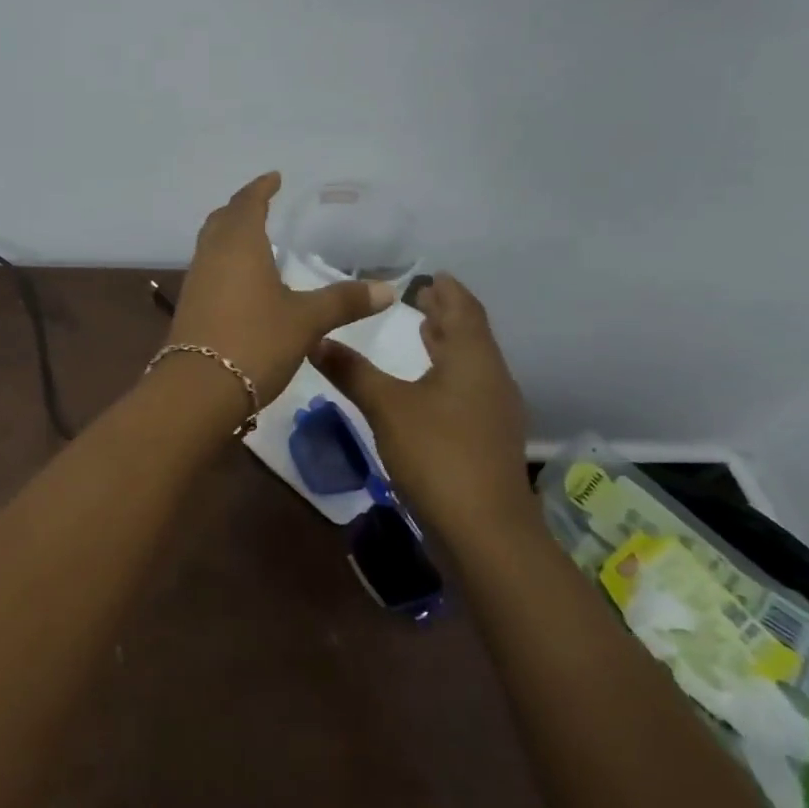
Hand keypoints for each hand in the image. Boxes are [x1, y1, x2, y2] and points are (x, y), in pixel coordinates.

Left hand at [171, 172, 395, 403]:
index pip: (248, 203)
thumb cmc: (256, 341)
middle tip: (261, 203)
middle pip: (222, 219)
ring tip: (253, 237)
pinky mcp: (190, 306)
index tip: (274, 178)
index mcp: (239, 245)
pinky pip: (208, 268)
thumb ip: (344, 301)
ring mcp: (196, 281)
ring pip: (211, 244)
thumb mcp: (306, 321)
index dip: (261, 188)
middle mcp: (212, 255)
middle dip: (241, 207)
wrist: (199, 388)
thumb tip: (388, 290)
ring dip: (229, 233)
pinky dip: (224, 260)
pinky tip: (240, 279)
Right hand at [311, 273, 529, 522]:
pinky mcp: (486, 440)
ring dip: (448, 344)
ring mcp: (493, 412)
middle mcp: (491, 378)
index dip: (448, 290)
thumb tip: (315, 339)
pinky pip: (468, 390)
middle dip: (447, 314)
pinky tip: (426, 386)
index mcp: (473, 359)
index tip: (430, 274)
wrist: (485, 533)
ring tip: (423, 331)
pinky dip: (447, 373)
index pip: (465, 309)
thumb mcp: (386, 407)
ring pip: (471, 364)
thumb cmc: (438, 455)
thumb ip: (352, 371)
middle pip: (471, 335)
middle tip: (420, 297)